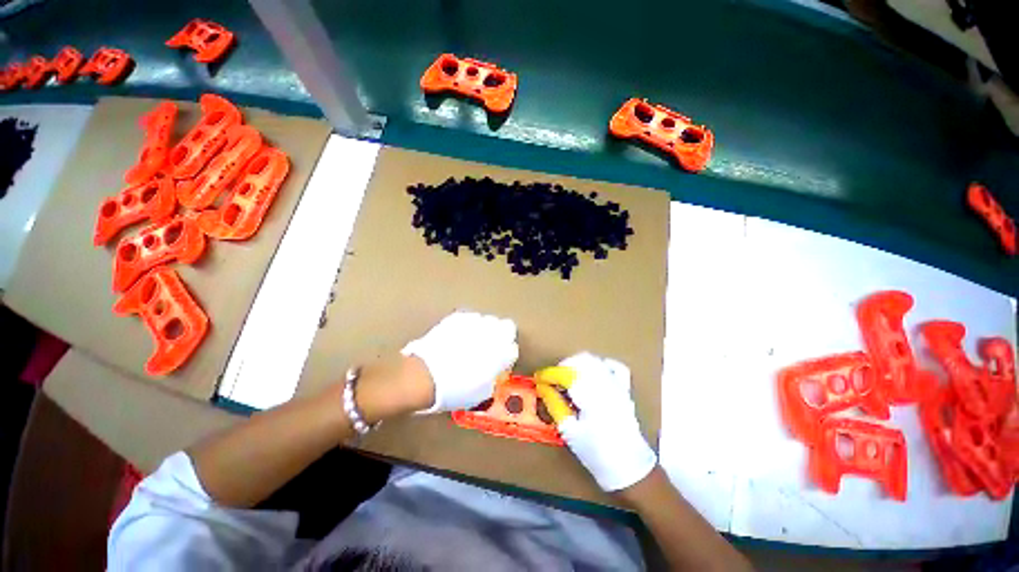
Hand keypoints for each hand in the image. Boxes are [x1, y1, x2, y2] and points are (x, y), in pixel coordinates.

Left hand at [401, 311, 518, 412]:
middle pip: (506, 327)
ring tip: (472, 341)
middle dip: (500, 337)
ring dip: (484, 329)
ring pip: (488, 320)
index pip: (513, 348)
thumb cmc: (455, 389)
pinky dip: (468, 326)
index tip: (499, 362)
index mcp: (501, 352)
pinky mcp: (458, 317)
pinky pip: (470, 318)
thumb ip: (493, 377)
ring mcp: (475, 322)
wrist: (425, 375)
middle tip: (489, 348)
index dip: (506, 356)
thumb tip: (493, 371)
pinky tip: (459, 336)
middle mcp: (492, 333)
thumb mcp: (481, 392)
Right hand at [554, 352, 656, 491]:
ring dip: (578, 364)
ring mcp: (617, 385)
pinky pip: (613, 366)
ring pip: (595, 360)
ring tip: (569, 378)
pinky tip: (592, 374)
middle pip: (580, 360)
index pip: (565, 373)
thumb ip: (555, 405)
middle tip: (553, 380)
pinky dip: (600, 365)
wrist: (629, 468)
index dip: (549, 374)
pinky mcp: (624, 389)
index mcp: (590, 395)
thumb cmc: (596, 453)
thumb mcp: (570, 431)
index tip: (539, 379)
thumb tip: (543, 388)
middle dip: (563, 366)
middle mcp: (605, 384)